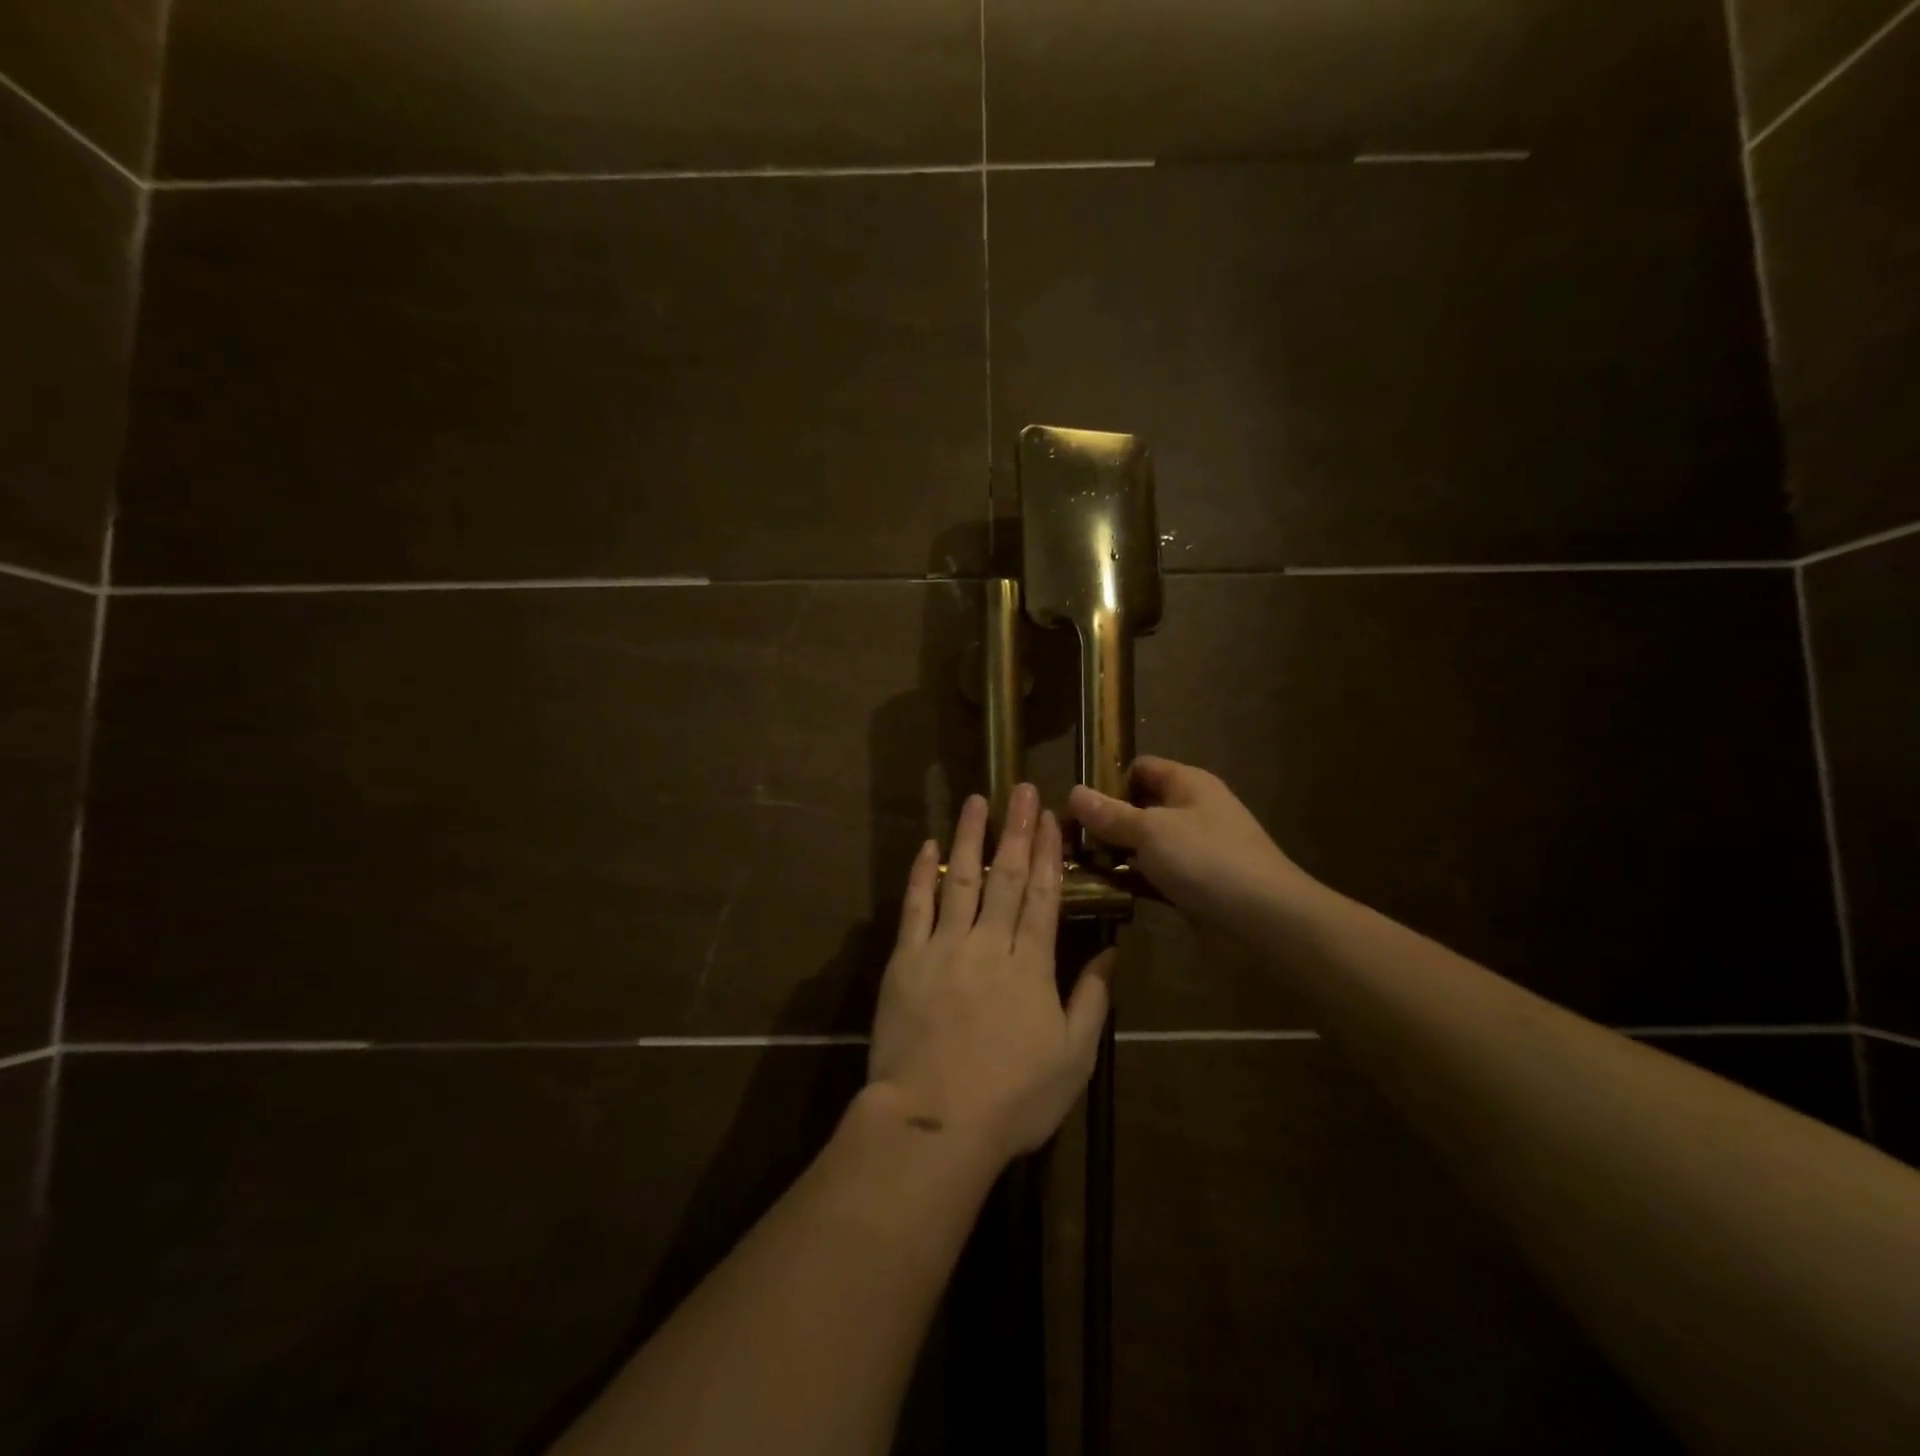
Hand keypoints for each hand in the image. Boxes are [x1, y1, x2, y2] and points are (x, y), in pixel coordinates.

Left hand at [869, 785, 1117, 1164]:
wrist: (935, 1123)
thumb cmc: (1013, 1099)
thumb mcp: (1072, 1059)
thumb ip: (1092, 1001)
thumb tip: (1111, 954)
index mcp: (1032, 966)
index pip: (1045, 896)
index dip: (1049, 853)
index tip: (1051, 817)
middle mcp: (990, 944)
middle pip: (1008, 877)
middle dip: (1017, 830)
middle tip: (1022, 789)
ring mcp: (945, 947)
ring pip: (961, 879)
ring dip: (971, 837)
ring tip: (977, 801)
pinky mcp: (907, 959)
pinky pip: (916, 906)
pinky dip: (922, 872)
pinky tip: (929, 844)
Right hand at [1068, 757, 1305, 933]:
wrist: (1266, 922)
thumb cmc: (1207, 861)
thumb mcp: (1150, 831)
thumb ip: (1110, 814)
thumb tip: (1073, 791)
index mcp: (1188, 784)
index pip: (1140, 768)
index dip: (1107, 780)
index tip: (1073, 804)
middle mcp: (1191, 812)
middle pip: (1139, 807)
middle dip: (1104, 822)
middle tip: (1065, 840)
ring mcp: (1194, 851)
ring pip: (1144, 845)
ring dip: (1114, 855)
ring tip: (1072, 867)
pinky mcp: (1193, 886)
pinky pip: (1154, 876)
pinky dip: (1131, 881)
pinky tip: (1101, 891)